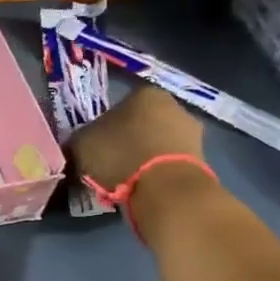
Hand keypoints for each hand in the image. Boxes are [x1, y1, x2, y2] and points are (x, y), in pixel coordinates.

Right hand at [67, 84, 204, 189]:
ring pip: (157, 143)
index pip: (119, 105)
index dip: (104, 127)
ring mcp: (192, 132)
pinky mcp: (201, 159)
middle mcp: (174, 105)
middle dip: (127, 140)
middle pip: (142, 123)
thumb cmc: (120, 155)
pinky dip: (157, 172)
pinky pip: (169, 162)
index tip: (96, 146)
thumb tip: (78, 145)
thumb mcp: (81, 145)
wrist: (164, 188)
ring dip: (143, 157)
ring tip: (125, 180)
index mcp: (144, 93)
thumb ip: (79, 140)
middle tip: (109, 163)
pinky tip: (143, 187)